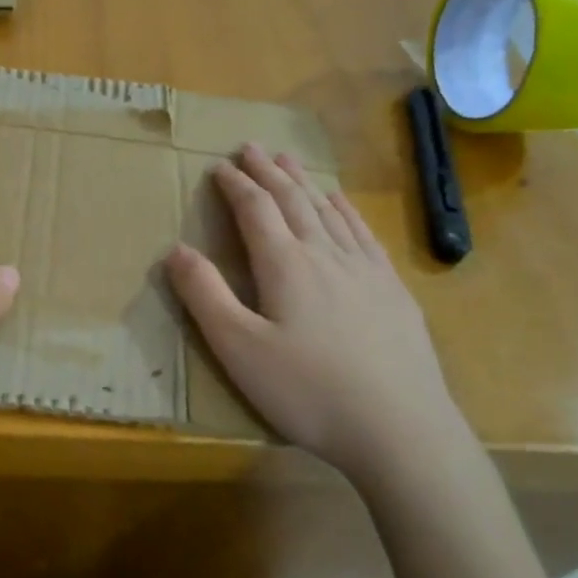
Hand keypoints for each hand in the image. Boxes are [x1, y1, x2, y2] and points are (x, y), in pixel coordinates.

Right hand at [165, 144, 470, 486]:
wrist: (402, 430)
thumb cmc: (308, 391)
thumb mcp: (239, 349)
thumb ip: (205, 295)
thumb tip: (176, 249)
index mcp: (285, 265)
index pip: (256, 209)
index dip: (235, 184)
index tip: (219, 164)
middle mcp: (325, 254)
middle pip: (293, 201)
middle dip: (268, 172)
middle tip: (251, 147)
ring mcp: (365, 270)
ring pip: (328, 211)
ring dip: (304, 183)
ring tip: (289, 161)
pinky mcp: (392, 290)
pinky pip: (363, 233)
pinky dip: (345, 210)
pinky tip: (341, 203)